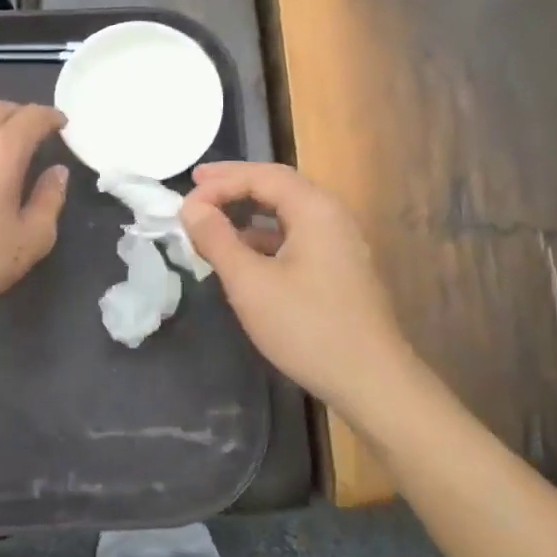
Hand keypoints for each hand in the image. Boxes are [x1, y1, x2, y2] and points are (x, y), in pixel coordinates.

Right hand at [181, 162, 422, 421]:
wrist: (371, 381)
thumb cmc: (307, 327)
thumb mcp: (250, 283)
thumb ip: (217, 239)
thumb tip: (192, 206)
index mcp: (315, 208)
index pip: (261, 175)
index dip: (220, 181)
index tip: (185, 201)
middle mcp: (332, 215)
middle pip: (277, 186)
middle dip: (235, 185)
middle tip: (198, 186)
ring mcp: (340, 242)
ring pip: (288, 212)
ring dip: (249, 211)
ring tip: (214, 219)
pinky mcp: (340, 267)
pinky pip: (297, 235)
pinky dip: (265, 235)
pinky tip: (244, 254)